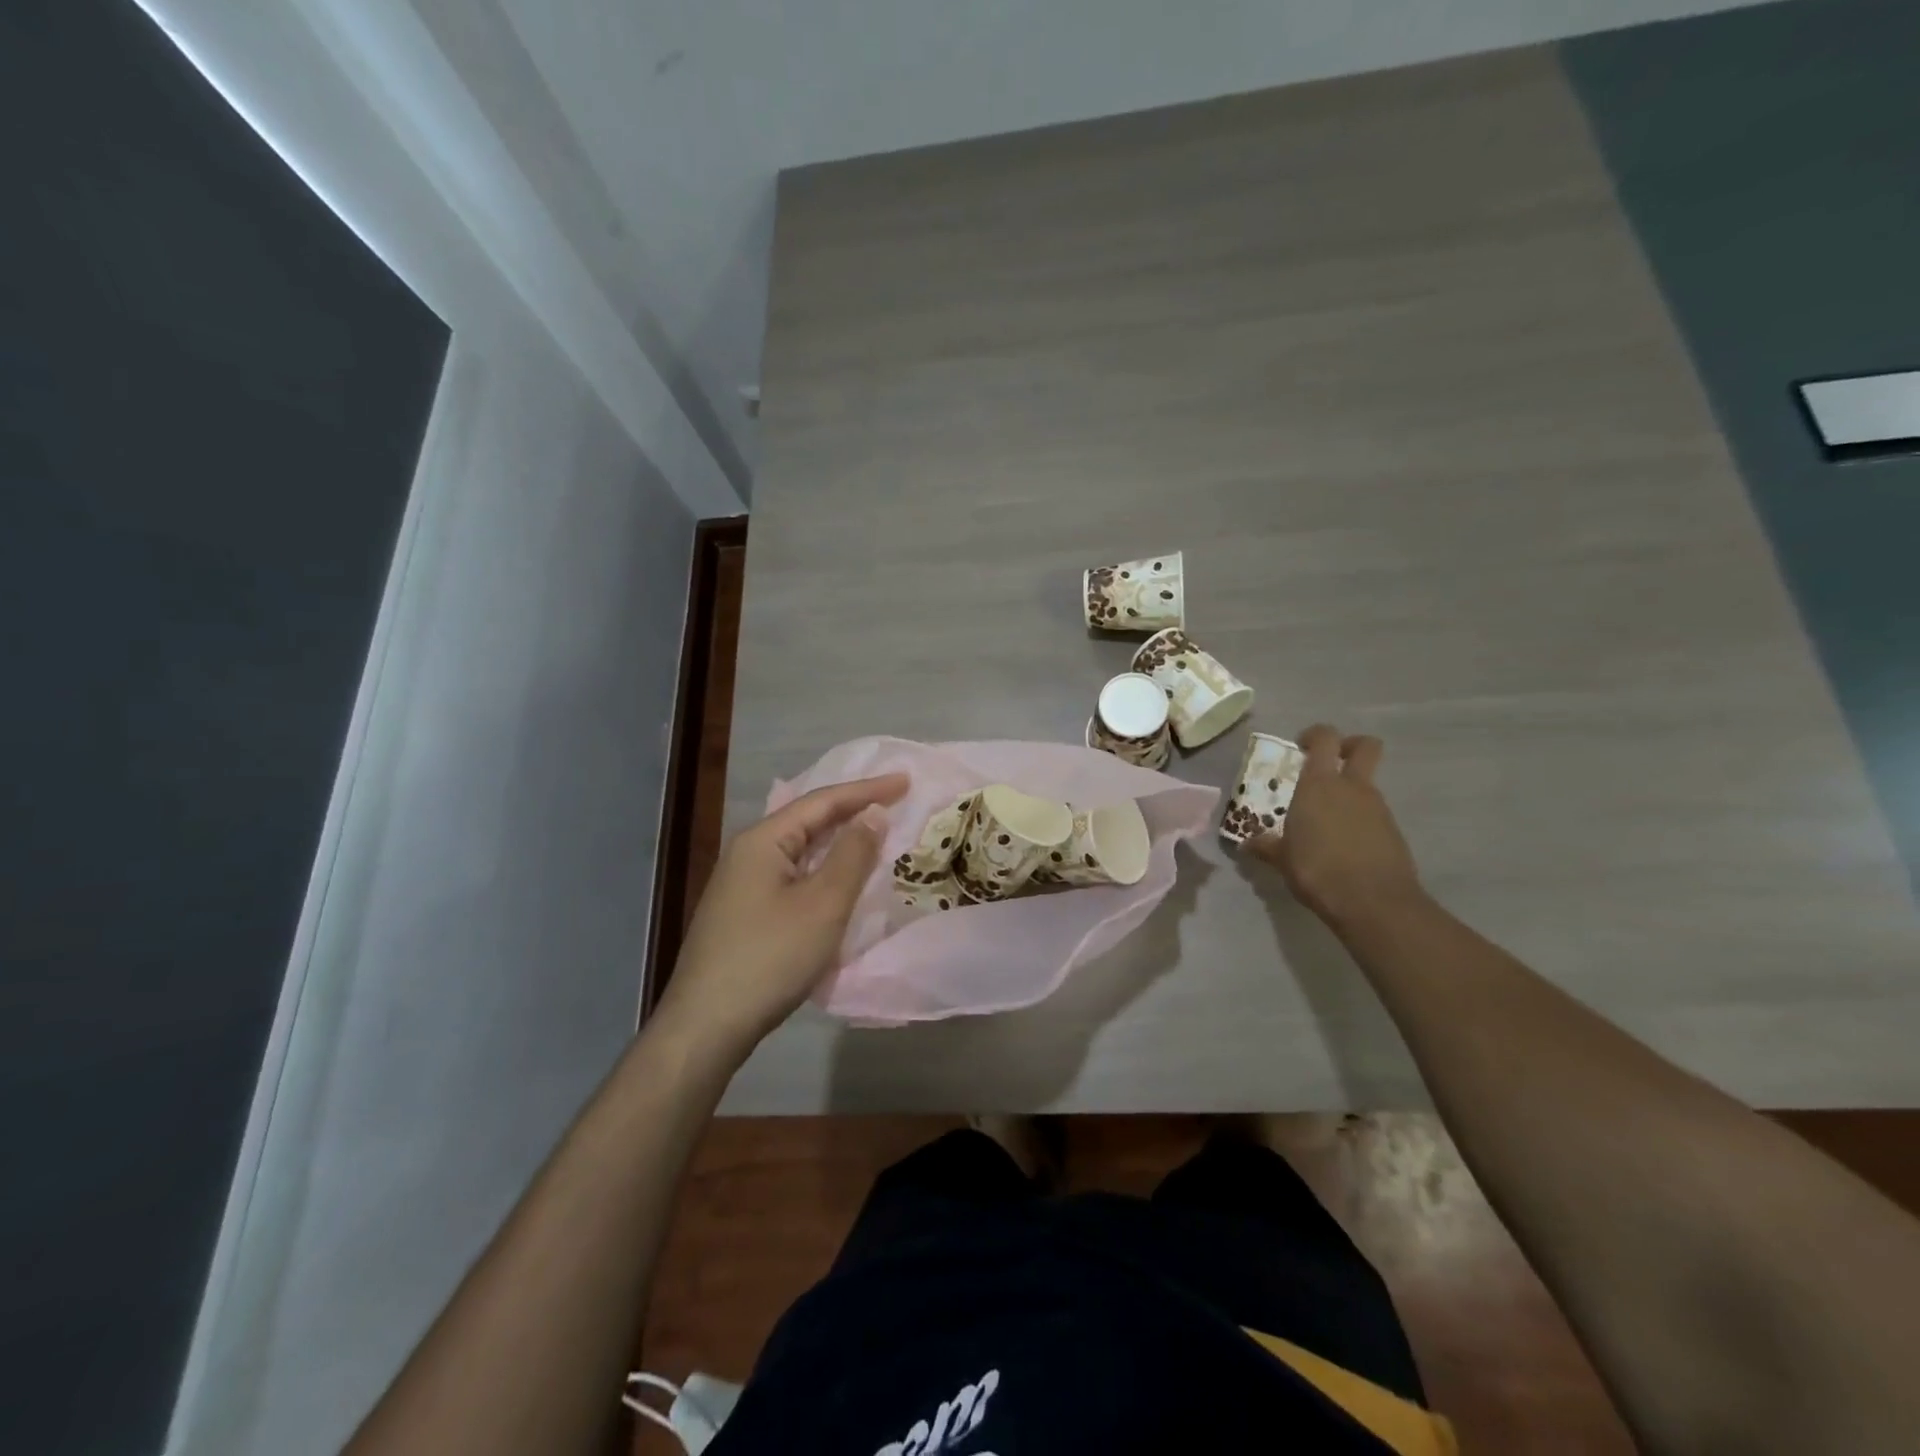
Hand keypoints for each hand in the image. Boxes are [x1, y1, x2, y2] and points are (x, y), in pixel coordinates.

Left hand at [654, 773, 908, 1061]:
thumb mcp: (823, 903)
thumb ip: (852, 854)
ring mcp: (742, 885)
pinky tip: (841, 881)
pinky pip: (793, 877)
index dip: (867, 790)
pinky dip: (824, 871)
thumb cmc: (770, 957)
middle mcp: (748, 853)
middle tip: (895, 803)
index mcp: (763, 840)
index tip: (905, 781)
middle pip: (808, 821)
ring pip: (801, 851)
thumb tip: (873, 812)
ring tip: (876, 836)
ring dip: (839, 843)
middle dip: (852, 811)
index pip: (823, 801)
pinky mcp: (744, 913)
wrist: (707, 1025)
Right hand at [1250, 725, 1422, 927]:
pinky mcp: (1393, 831)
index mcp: (1319, 784)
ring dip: (1351, 791)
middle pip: (1365, 746)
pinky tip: (1344, 845)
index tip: (1301, 747)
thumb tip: (1247, 843)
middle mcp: (1352, 787)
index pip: (1324, 738)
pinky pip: (1374, 813)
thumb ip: (1267, 846)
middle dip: (1350, 746)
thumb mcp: (1283, 859)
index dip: (1315, 735)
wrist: (1374, 902)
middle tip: (1330, 762)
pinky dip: (1360, 820)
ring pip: (1367, 783)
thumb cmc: (1317, 870)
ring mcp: (1377, 808)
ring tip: (1327, 820)